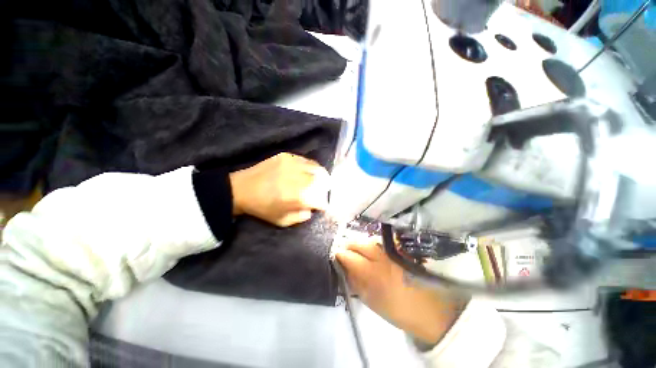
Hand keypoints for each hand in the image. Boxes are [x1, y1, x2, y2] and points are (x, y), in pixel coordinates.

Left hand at [229, 153, 329, 226]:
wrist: (241, 189)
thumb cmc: (262, 208)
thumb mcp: (283, 221)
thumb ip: (302, 217)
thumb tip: (312, 208)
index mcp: (299, 197)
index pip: (322, 200)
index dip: (324, 204)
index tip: (321, 206)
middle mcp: (300, 179)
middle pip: (324, 181)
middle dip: (325, 188)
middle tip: (321, 191)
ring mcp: (294, 164)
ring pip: (318, 168)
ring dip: (321, 176)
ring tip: (318, 180)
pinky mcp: (287, 156)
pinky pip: (307, 160)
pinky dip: (311, 168)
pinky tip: (307, 172)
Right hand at [335, 237, 469, 345]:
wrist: (430, 309)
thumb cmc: (397, 309)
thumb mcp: (371, 300)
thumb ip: (355, 282)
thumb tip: (343, 268)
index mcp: (372, 272)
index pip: (348, 255)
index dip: (339, 254)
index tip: (336, 257)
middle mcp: (380, 255)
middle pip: (357, 242)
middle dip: (348, 245)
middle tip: (345, 252)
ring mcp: (391, 250)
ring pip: (368, 240)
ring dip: (359, 244)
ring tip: (357, 252)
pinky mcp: (399, 248)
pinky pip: (379, 242)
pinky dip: (371, 244)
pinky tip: (371, 251)